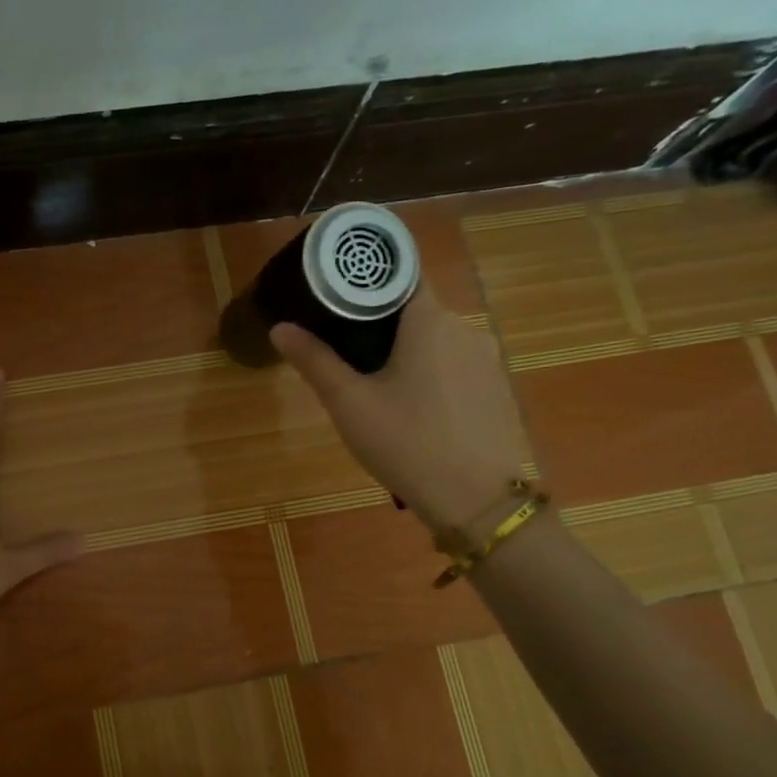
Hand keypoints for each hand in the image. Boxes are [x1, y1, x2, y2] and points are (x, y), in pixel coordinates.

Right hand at [272, 296, 527, 532]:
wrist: (478, 502)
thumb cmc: (407, 443)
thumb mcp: (349, 403)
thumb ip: (314, 360)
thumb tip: (280, 327)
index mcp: (429, 321)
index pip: (401, 274)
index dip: (367, 280)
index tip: (336, 294)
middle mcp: (464, 329)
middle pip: (415, 310)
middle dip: (379, 324)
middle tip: (343, 352)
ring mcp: (486, 360)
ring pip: (435, 341)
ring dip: (405, 353)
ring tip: (373, 386)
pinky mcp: (497, 390)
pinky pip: (454, 367)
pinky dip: (429, 374)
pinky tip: (412, 410)